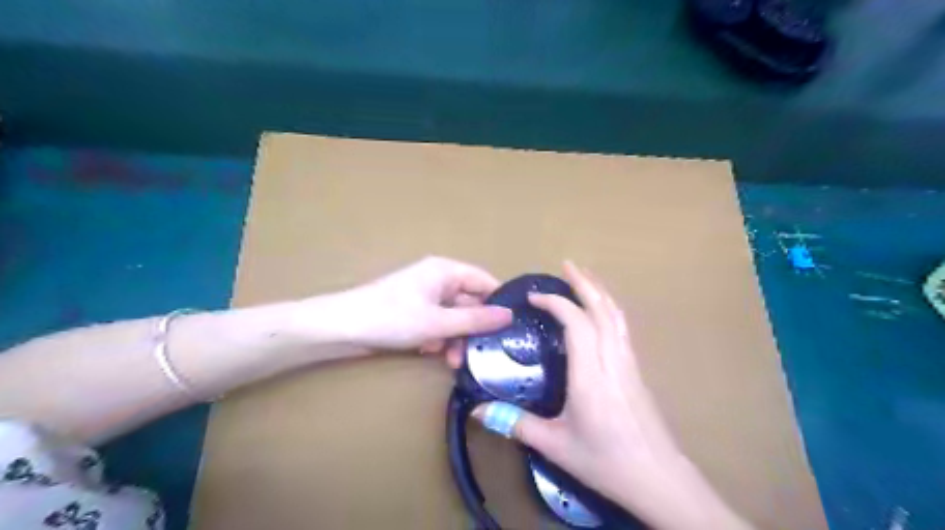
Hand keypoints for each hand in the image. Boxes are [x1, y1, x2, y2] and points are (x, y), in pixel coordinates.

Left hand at [331, 257, 508, 363]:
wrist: (342, 328)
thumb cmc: (392, 317)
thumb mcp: (438, 322)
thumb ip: (475, 320)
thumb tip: (509, 316)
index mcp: (446, 271)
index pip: (484, 282)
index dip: (499, 303)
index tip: (511, 328)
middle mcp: (439, 280)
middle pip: (470, 303)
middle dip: (473, 329)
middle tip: (478, 353)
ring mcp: (426, 297)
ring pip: (454, 317)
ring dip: (455, 338)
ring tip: (451, 360)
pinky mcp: (415, 313)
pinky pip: (438, 324)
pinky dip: (439, 338)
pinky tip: (431, 352)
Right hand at [470, 261, 746, 528]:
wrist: (660, 479)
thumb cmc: (605, 461)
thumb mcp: (555, 445)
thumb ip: (516, 424)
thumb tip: (478, 410)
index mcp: (591, 375)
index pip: (576, 324)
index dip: (556, 303)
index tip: (533, 296)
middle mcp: (613, 361)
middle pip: (603, 310)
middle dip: (584, 283)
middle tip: (567, 264)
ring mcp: (629, 364)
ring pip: (617, 316)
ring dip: (600, 292)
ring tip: (585, 277)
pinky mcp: (637, 371)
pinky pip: (623, 329)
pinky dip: (610, 309)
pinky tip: (602, 312)